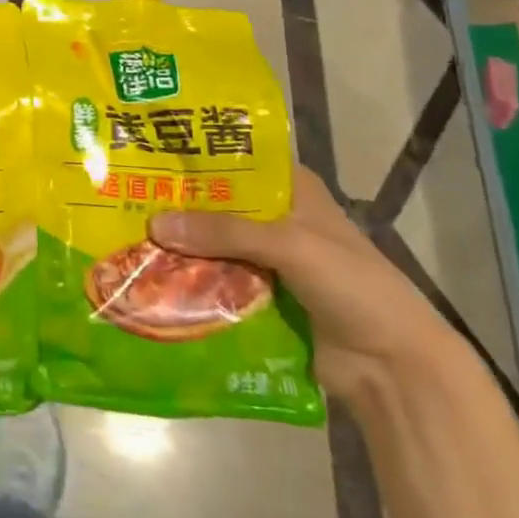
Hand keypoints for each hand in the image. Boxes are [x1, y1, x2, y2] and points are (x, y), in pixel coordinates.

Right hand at [149, 165, 458, 404]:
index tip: (149, 148)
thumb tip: (153, 223)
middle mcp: (276, 219)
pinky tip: (150, 278)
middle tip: (125, 195)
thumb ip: (224, 231)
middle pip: (218, 205)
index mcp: (293, 190)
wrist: (394, 369)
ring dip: (179, 247)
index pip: (237, 159)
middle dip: (178, 205)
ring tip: (125, 235)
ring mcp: (267, 261)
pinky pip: (216, 283)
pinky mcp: (260, 299)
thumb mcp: (290, 245)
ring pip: (213, 246)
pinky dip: (190, 281)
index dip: (197, 155)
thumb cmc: (353, 286)